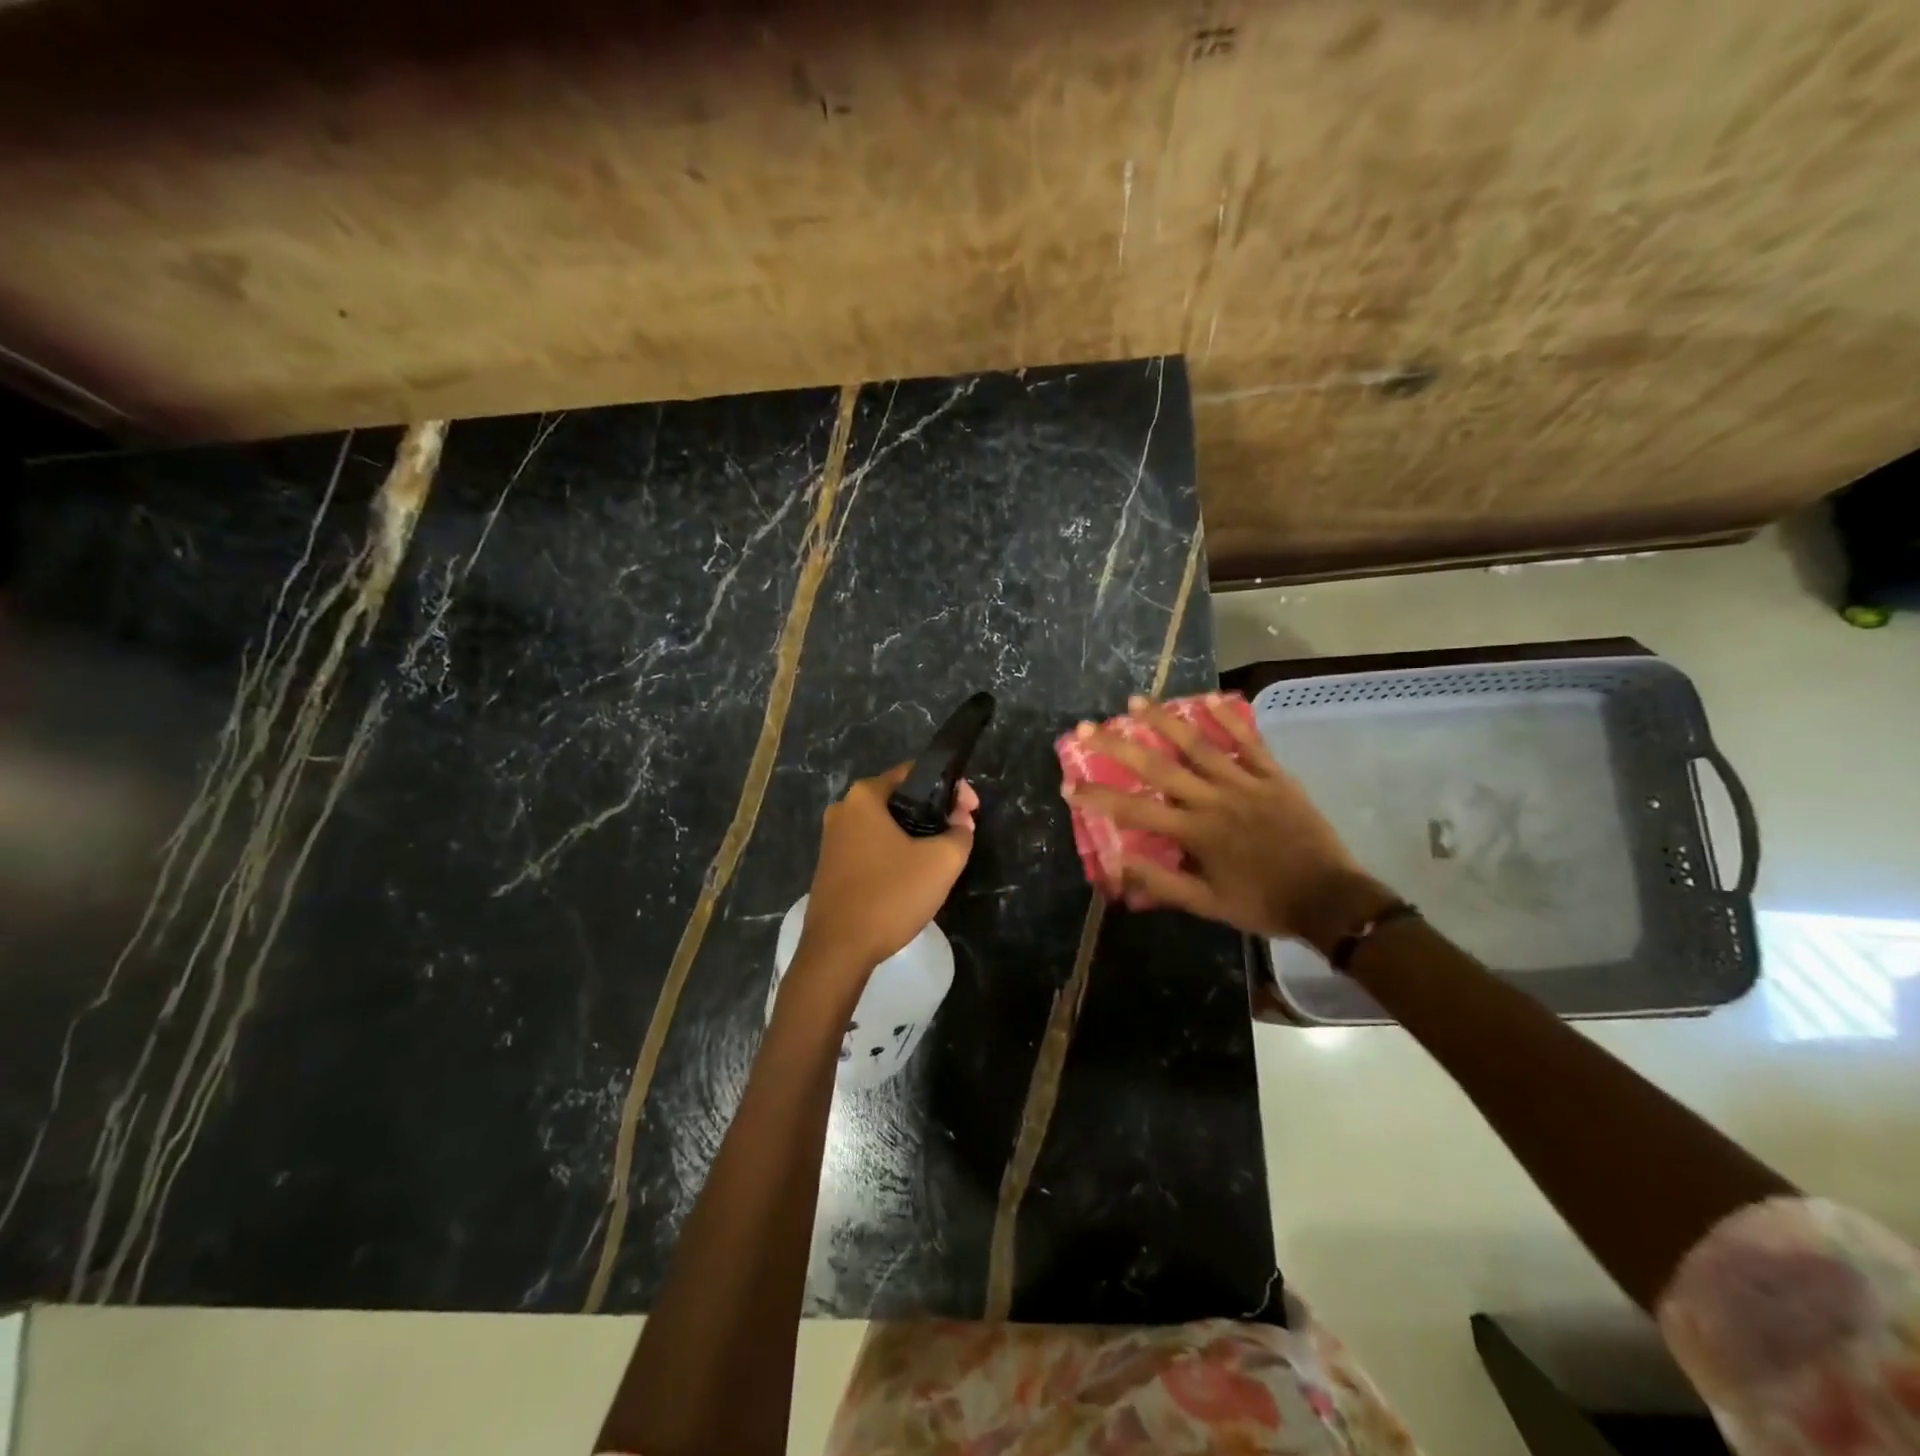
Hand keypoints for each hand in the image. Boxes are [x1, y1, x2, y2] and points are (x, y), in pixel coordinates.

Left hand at [797, 764, 978, 974]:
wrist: (838, 950)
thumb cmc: (890, 895)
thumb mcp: (941, 862)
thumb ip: (960, 833)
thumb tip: (960, 821)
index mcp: (864, 796)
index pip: (914, 773)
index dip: (950, 788)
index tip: (971, 810)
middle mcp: (843, 809)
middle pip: (899, 799)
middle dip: (933, 812)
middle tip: (960, 833)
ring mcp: (832, 839)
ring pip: (885, 826)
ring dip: (914, 835)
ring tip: (941, 856)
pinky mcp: (831, 866)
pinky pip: (871, 847)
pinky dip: (895, 853)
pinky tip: (912, 876)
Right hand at [1064, 693, 1380, 944]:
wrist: (1329, 899)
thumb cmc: (1263, 903)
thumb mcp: (1207, 904)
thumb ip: (1162, 883)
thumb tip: (1116, 865)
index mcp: (1195, 833)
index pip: (1136, 811)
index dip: (1099, 797)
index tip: (1069, 784)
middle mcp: (1214, 800)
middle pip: (1159, 767)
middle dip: (1119, 746)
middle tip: (1088, 726)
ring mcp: (1245, 783)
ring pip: (1199, 745)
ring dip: (1164, 721)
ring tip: (1135, 701)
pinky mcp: (1274, 776)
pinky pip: (1249, 741)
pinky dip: (1230, 718)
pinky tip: (1209, 697)